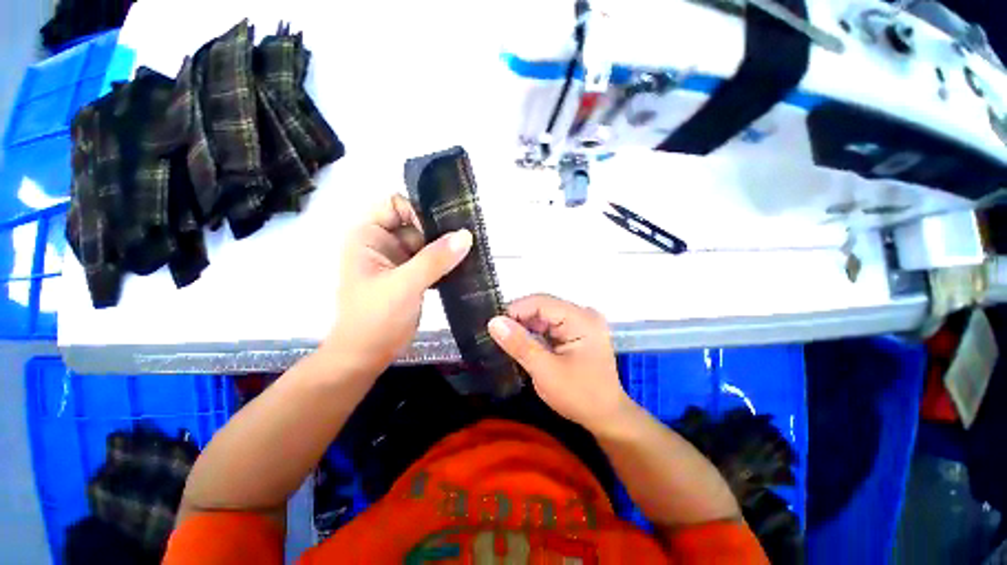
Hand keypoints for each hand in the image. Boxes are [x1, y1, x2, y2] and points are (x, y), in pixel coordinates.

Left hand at [321, 194, 471, 377]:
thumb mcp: (404, 285)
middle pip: (416, 223)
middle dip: (439, 230)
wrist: (367, 355)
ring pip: (427, 242)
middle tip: (468, 238)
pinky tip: (464, 265)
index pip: (396, 205)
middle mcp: (383, 242)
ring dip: (446, 247)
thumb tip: (466, 235)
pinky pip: (432, 260)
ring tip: (471, 251)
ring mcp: (399, 260)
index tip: (445, 228)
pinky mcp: (412, 275)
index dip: (420, 212)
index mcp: (368, 235)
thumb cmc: (375, 318)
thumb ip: (435, 259)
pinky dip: (446, 262)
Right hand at [487, 294, 634, 433]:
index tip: (493, 326)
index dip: (514, 310)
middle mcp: (583, 314)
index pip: (541, 302)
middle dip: (518, 320)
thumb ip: (520, 344)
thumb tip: (494, 321)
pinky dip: (535, 334)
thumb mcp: (546, 371)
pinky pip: (550, 325)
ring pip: (544, 316)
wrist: (606, 417)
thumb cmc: (579, 396)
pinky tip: (523, 344)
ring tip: (506, 341)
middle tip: (496, 336)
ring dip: (525, 328)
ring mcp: (581, 322)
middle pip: (542, 307)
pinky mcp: (577, 331)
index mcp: (581, 319)